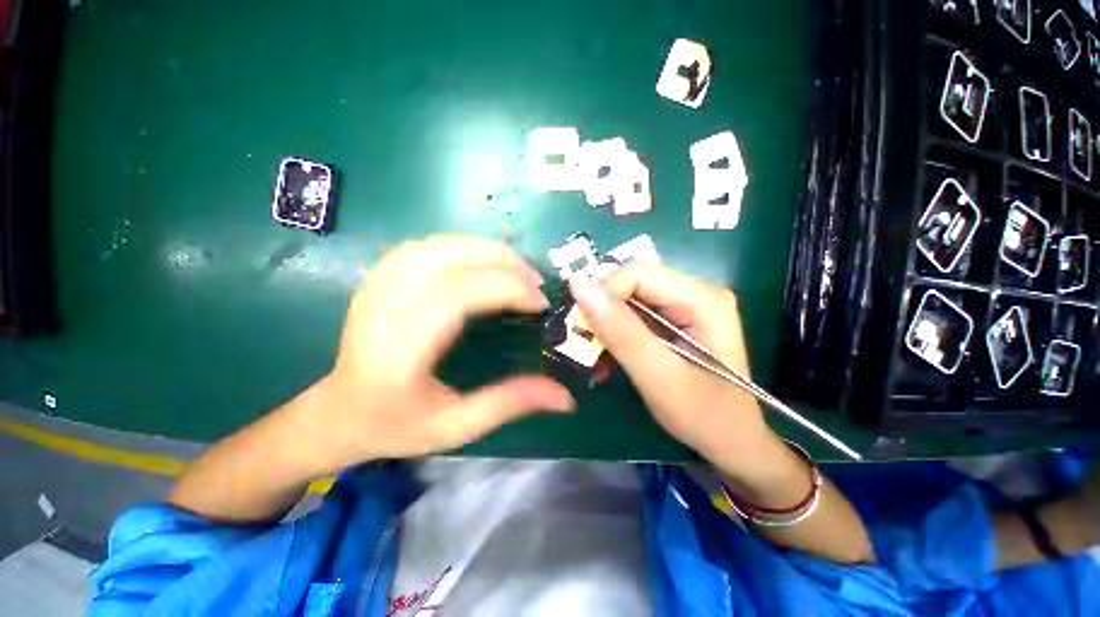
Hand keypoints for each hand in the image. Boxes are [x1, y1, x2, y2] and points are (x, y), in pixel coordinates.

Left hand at [296, 236, 573, 473]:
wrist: (338, 413)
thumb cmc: (396, 426)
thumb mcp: (457, 427)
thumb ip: (510, 404)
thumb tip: (566, 398)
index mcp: (400, 351)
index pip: (458, 296)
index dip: (507, 289)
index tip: (540, 302)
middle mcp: (383, 308)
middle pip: (448, 258)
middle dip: (503, 262)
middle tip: (535, 281)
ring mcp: (376, 286)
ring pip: (438, 244)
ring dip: (485, 249)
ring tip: (515, 269)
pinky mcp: (378, 277)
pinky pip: (425, 246)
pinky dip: (462, 246)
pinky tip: (480, 262)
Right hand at [570, 264, 771, 471]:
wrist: (732, 440)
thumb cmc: (704, 416)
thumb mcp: (659, 377)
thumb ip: (621, 332)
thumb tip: (580, 287)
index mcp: (703, 298)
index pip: (638, 273)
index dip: (604, 293)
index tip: (583, 326)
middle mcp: (696, 291)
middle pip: (633, 283)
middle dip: (603, 309)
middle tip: (585, 341)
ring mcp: (686, 304)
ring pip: (630, 298)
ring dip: (606, 323)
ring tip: (594, 352)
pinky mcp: (675, 318)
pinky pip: (635, 313)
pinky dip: (616, 331)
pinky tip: (609, 353)